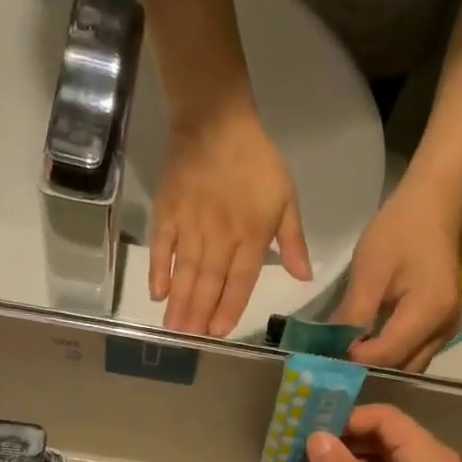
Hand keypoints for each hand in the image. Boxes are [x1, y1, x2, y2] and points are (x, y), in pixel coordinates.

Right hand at [151, 106, 311, 337]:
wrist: (215, 120)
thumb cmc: (256, 161)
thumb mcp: (286, 198)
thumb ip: (293, 241)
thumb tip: (305, 277)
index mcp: (251, 235)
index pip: (240, 280)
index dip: (230, 307)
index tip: (219, 332)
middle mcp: (220, 236)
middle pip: (210, 282)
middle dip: (200, 314)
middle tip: (190, 341)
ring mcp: (191, 225)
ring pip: (186, 271)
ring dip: (180, 302)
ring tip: (174, 330)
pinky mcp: (167, 212)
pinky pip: (162, 247)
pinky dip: (159, 270)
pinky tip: (157, 294)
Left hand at [334, 176, 461, 372]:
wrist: (436, 206)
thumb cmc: (400, 230)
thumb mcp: (369, 270)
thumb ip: (353, 315)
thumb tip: (334, 349)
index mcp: (429, 312)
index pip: (386, 355)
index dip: (355, 358)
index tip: (327, 352)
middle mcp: (445, 329)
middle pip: (400, 367)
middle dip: (367, 367)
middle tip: (335, 357)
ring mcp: (448, 331)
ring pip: (408, 365)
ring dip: (379, 363)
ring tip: (349, 352)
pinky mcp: (444, 328)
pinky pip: (414, 353)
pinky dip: (391, 353)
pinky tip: (368, 343)